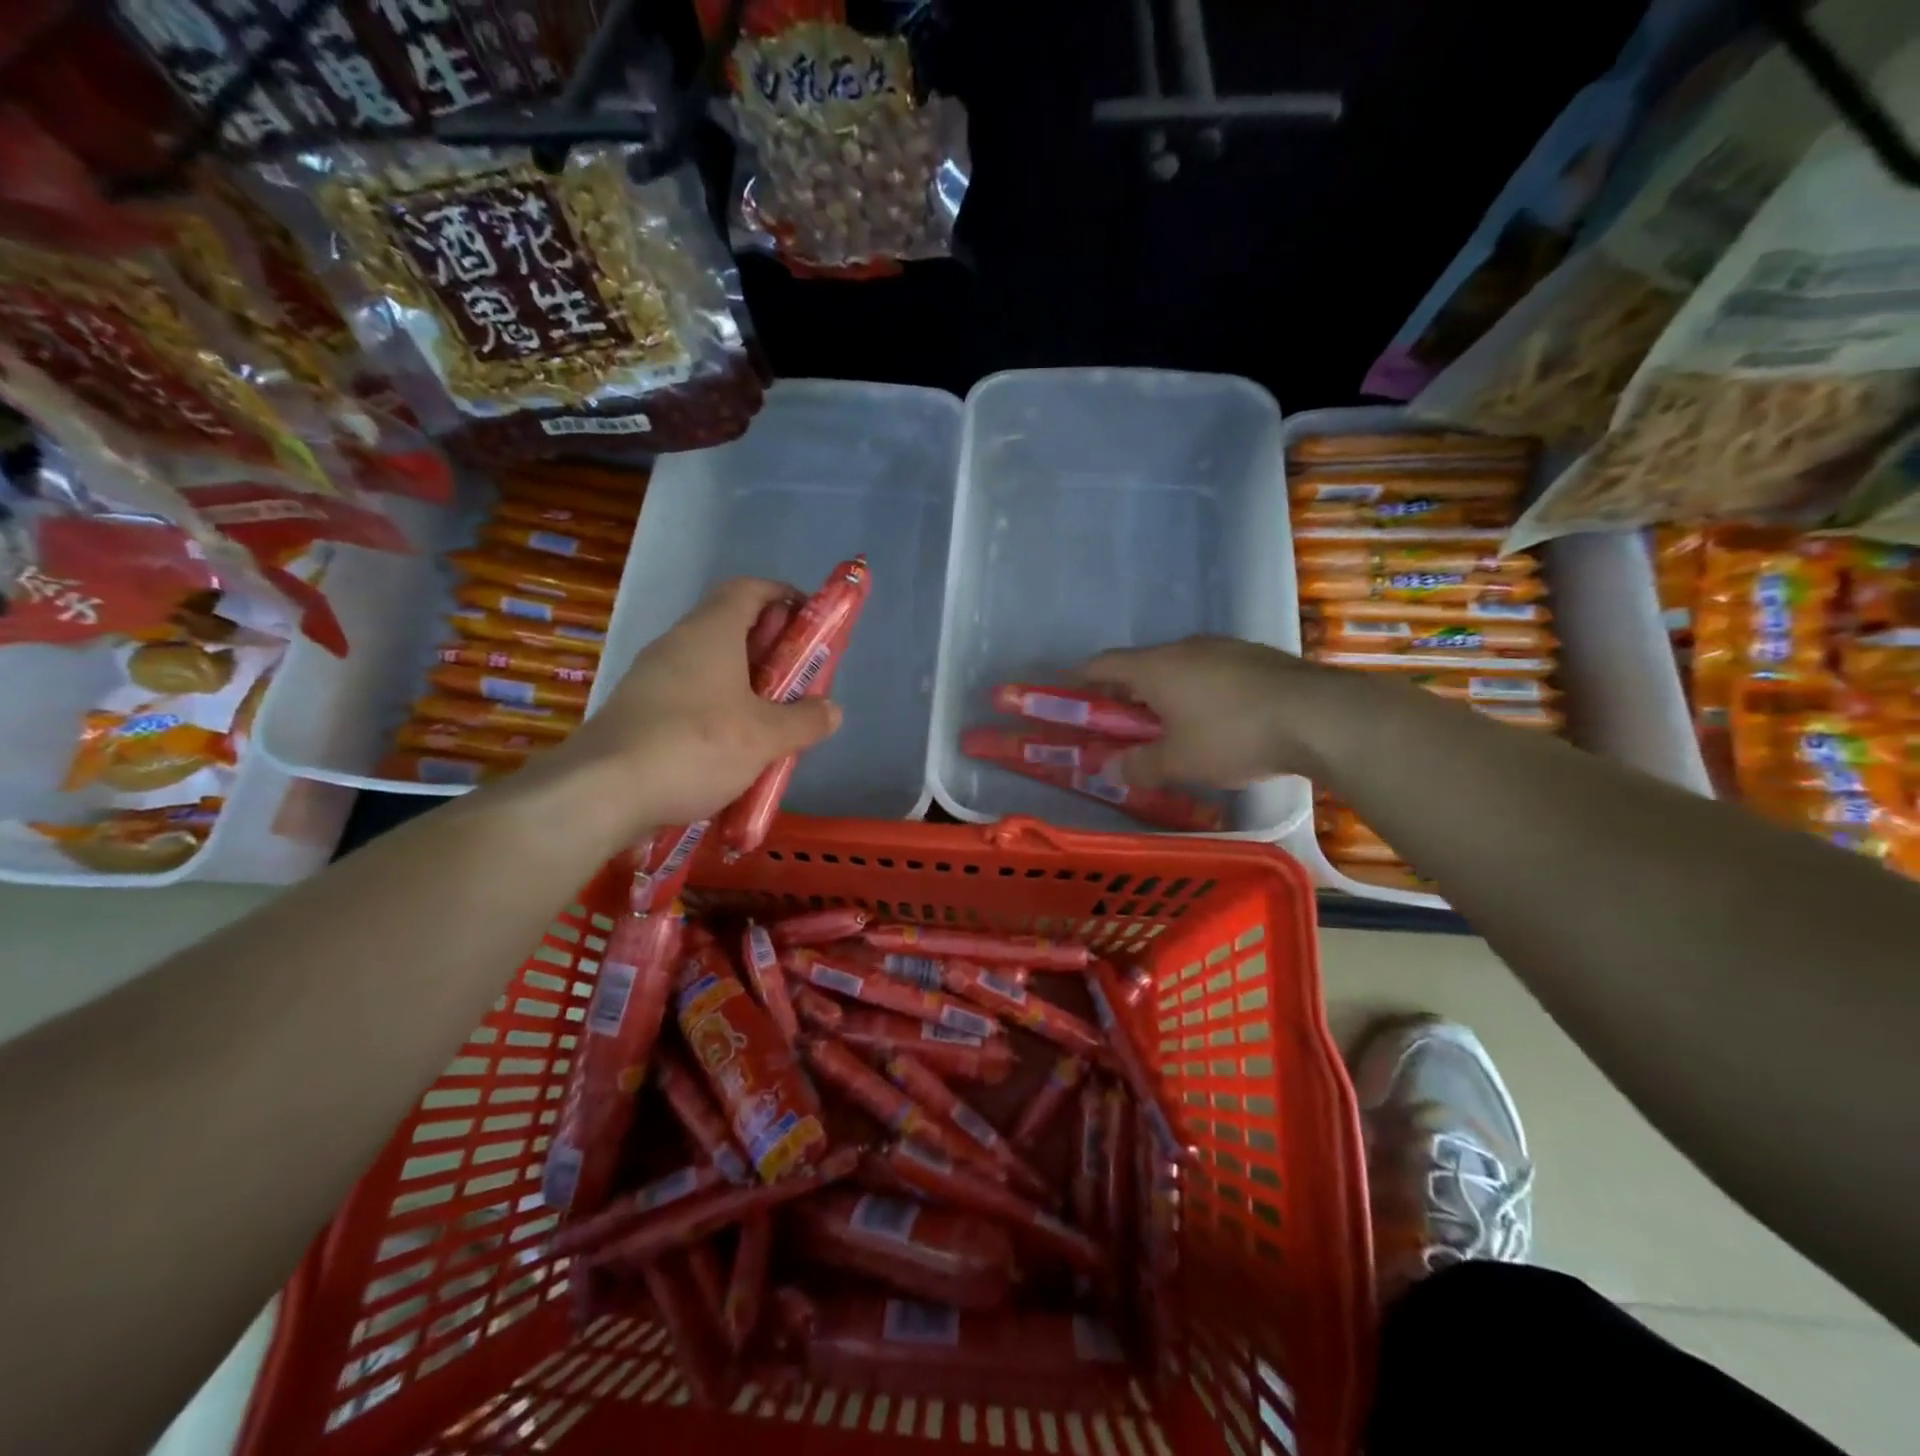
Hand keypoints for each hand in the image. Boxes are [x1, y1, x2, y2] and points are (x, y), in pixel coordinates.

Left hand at [538, 578, 839, 830]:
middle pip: (732, 628)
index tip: (811, 624)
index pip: (750, 590)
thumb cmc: (696, 746)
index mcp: (711, 632)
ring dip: (745, 686)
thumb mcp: (765, 737)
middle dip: (772, 651)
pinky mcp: (638, 711)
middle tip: (800, 682)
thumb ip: (805, 721)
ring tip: (772, 722)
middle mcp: (679, 644)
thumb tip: (832, 710)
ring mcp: (653, 677)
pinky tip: (732, 750)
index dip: (784, 598)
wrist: (602, 791)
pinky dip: (718, 710)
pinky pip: (690, 697)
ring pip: (711, 666)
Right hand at [1082, 636, 1340, 786]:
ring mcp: (1224, 648)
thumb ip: (1139, 765)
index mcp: (1156, 667)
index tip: (1065, 691)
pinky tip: (1213, 719)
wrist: (1318, 716)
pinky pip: (1210, 672)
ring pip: (1178, 667)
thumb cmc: (1232, 736)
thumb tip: (1109, 770)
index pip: (1103, 664)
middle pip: (1140, 666)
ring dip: (1163, 692)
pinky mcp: (1256, 657)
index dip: (1079, 678)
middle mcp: (1185, 648)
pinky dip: (1197, 692)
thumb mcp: (1179, 761)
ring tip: (1167, 725)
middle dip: (1123, 693)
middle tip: (1117, 723)